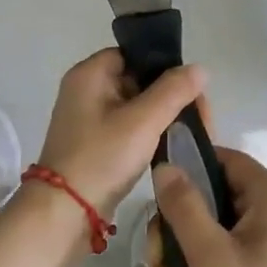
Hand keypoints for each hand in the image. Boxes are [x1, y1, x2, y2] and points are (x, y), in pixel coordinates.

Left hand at [36, 50, 205, 215]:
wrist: (64, 212)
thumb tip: (200, 69)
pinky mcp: (94, 145)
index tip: (191, 88)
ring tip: (193, 132)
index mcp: (89, 74)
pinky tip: (171, 145)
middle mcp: (85, 91)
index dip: (163, 66)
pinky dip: (149, 134)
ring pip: (135, 106)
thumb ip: (174, 91)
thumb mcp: (143, 120)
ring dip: (163, 116)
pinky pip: (127, 128)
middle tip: (201, 116)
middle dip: (170, 95)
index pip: (133, 54)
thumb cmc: (102, 157)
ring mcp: (88, 120)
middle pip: (137, 80)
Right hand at [153, 148, 266, 266]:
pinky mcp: (262, 266)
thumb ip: (184, 206)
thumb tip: (165, 166)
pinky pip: (221, 251)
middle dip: (175, 230)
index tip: (155, 195)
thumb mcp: (210, 255)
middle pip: (210, 198)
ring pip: (210, 229)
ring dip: (180, 257)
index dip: (188, 168)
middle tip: (156, 262)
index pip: (224, 159)